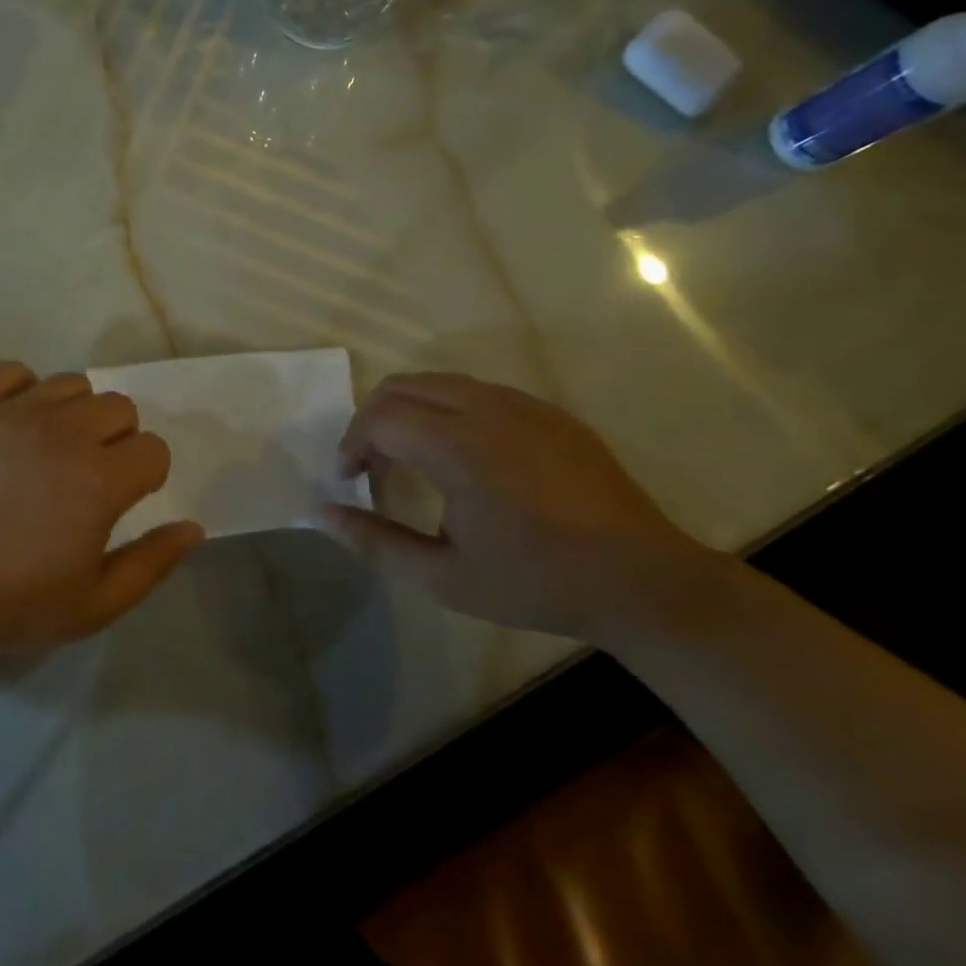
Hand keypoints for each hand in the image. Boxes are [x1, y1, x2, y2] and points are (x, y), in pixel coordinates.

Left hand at [0, 363, 204, 657]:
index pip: (153, 449)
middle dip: (117, 439)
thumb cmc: (7, 603)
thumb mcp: (93, 606)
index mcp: (100, 479)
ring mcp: (14, 411)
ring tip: (50, 448)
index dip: (145, 476)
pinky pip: (15, 372)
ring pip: (72, 384)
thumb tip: (193, 527)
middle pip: (119, 407)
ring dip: (75, 413)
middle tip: (87, 476)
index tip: (121, 501)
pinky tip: (13, 425)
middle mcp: (64, 432)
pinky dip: (24, 392)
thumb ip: (151, 564)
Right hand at [322, 373, 719, 640]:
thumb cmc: (537, 583)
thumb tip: (322, 512)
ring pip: (440, 382)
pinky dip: (447, 410)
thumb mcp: (444, 577)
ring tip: (410, 457)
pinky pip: (478, 391)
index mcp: (459, 448)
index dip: (352, 443)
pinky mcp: (548, 412)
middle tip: (371, 464)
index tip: (350, 478)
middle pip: (403, 387)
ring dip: (409, 410)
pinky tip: (463, 456)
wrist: (644, 581)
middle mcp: (486, 410)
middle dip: (372, 419)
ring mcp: (522, 405)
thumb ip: (375, 541)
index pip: (379, 418)